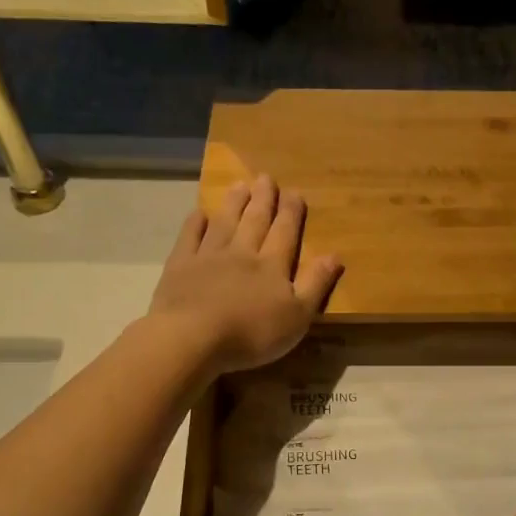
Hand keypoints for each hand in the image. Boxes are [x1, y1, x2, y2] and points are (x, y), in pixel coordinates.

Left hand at [148, 174, 342, 375]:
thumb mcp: (297, 316)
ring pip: (224, 223)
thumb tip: (335, 255)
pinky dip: (194, 224)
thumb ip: (316, 284)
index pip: (285, 233)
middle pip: (255, 221)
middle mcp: (242, 253)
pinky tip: (198, 213)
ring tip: (240, 185)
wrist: (193, 337)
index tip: (294, 192)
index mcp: (272, 266)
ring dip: (233, 203)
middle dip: (263, 200)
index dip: (291, 212)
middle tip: (266, 177)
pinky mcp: (180, 266)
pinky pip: (189, 238)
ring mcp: (208, 257)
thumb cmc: (252, 332)